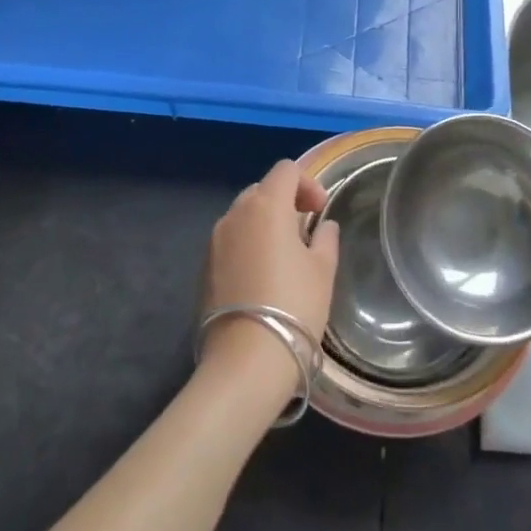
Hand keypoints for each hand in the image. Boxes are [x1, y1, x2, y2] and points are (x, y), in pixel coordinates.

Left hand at [201, 160, 338, 396]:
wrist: (246, 360)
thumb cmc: (294, 305)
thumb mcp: (323, 270)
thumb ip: (325, 238)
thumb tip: (323, 226)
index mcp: (266, 205)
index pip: (286, 170)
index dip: (307, 183)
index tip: (320, 211)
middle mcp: (235, 214)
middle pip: (262, 189)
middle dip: (285, 202)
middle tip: (305, 230)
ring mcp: (215, 241)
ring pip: (243, 216)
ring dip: (265, 224)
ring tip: (285, 256)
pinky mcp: (204, 268)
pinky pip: (230, 241)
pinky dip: (248, 245)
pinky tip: (263, 277)